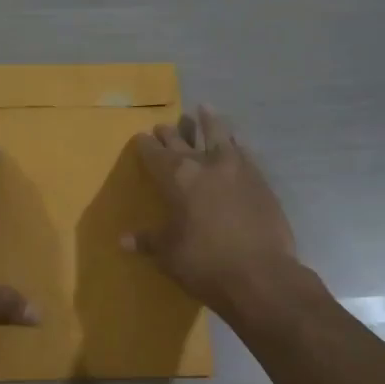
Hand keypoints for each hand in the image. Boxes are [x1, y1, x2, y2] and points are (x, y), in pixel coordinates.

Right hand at [126, 106, 298, 311]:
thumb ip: (148, 241)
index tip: (140, 137)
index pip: (155, 154)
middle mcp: (205, 165)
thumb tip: (122, 241)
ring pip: (220, 135)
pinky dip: (236, 143)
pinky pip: (244, 151)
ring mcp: (237, 169)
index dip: (145, 145)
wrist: (262, 275)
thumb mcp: (169, 254)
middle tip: (163, 126)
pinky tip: (236, 141)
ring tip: (204, 108)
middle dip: (171, 133)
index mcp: (177, 178)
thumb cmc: (205, 263)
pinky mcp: (260, 180)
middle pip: (183, 141)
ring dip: (210, 121)